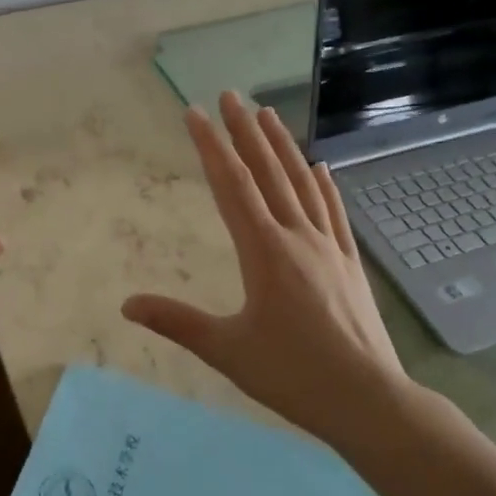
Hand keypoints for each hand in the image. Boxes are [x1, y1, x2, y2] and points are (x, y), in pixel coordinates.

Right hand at [121, 91, 412, 449]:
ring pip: (302, 184)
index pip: (230, 186)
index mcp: (264, 252)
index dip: (210, 147)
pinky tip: (320, 168)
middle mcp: (297, 237)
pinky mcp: (350, 264)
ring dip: (283, 147)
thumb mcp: (225, 350)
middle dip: (245, 132)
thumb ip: (175, 322)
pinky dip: (324, 185)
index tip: (194, 113)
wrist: (369, 400)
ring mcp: (329, 247)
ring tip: (269, 114)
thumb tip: (126, 304)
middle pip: (267, 173)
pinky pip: (334, 212)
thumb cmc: (292, 375)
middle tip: (230, 95)